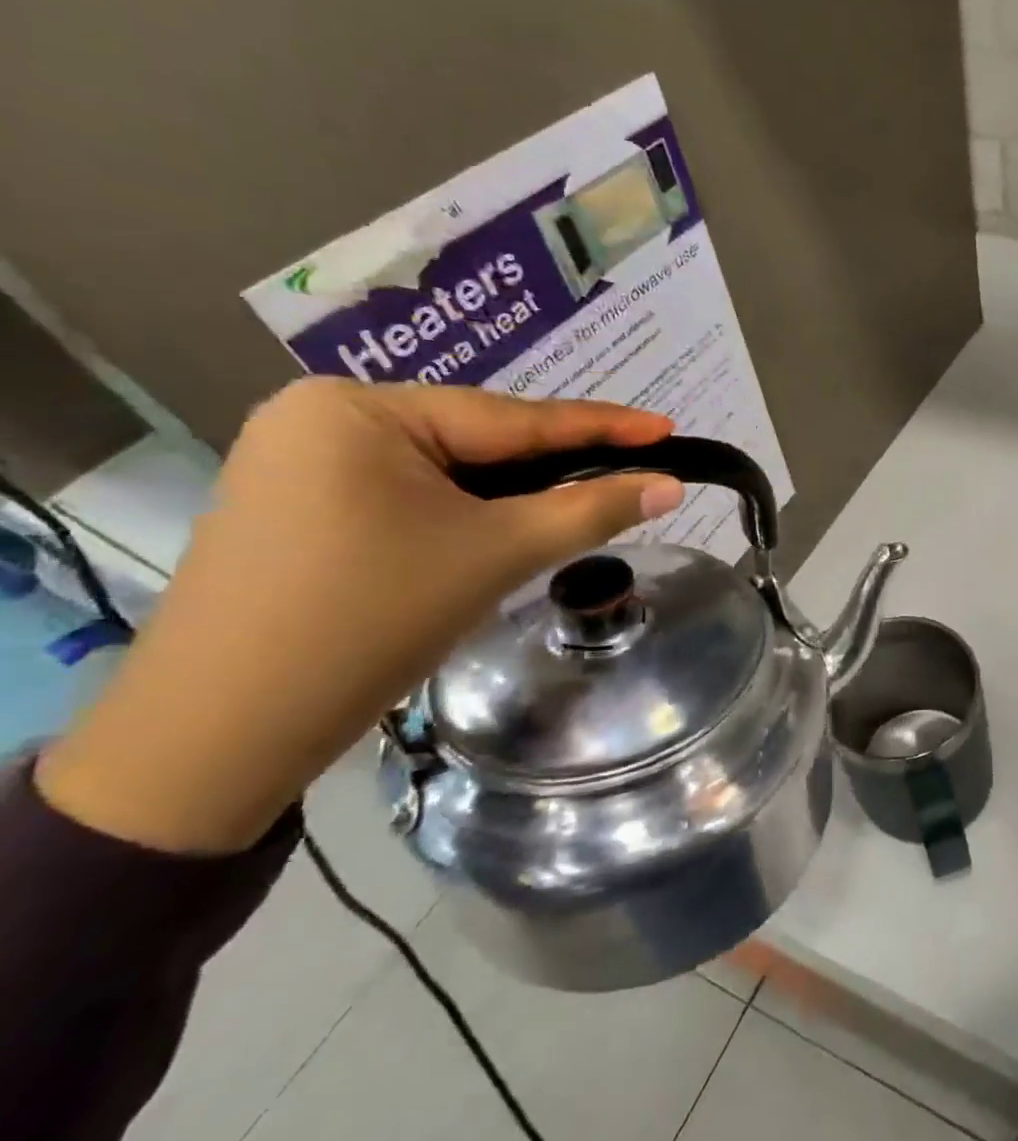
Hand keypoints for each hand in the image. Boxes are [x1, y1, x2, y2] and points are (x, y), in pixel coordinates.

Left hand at [37, 379, 684, 854]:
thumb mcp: (497, 554)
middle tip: (635, 469)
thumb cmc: (370, 620)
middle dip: (556, 463)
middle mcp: (322, 416)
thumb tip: (671, 487)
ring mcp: (301, 461)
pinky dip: (467, 510)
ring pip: (446, 470)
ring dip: (514, 491)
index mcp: (360, 409)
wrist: (223, 731)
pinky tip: (503, 526)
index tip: (667, 427)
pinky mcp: (299, 506)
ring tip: (584, 499)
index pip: (512, 417)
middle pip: (477, 439)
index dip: (601, 426)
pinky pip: (410, 493)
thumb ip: (591, 510)